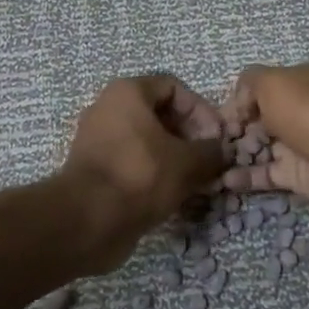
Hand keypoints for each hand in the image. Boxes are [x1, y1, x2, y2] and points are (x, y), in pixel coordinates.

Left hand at [57, 75, 226, 272]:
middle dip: (189, 136)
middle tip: (208, 162)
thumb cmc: (140, 176)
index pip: (173, 87)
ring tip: (196, 182)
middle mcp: (108, 108)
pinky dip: (154, 174)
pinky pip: (132, 162)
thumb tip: (222, 151)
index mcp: (127, 92)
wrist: (86, 221)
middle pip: (159, 114)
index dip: (200, 110)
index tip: (216, 138)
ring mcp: (98, 139)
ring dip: (174, 158)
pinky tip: (173, 195)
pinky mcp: (95, 169)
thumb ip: (210, 152)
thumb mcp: (187, 162)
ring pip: (146, 141)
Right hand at [218, 65, 308, 214]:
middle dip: (231, 132)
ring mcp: (298, 148)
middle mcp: (296, 114)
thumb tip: (235, 107)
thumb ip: (248, 85)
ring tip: (207, 165)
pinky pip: (267, 177)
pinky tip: (223, 182)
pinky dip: (245, 179)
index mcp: (293, 86)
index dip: (234, 105)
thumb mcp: (272, 82)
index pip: (256, 92)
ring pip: (260, 151)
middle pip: (257, 123)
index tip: (210, 121)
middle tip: (204, 146)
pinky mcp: (300, 179)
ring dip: (234, 157)